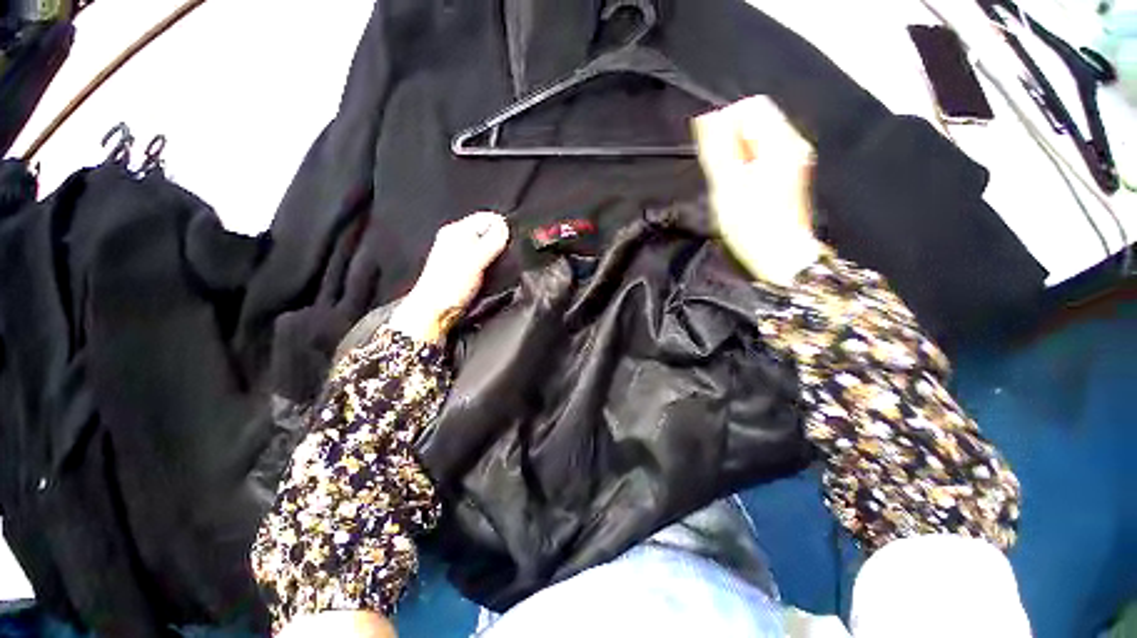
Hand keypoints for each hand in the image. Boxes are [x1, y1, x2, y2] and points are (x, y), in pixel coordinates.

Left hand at [390, 211, 509, 342]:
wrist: (436, 311)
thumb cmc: (449, 286)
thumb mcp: (475, 260)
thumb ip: (491, 241)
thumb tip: (505, 225)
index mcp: (457, 231)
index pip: (487, 217)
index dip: (502, 227)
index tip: (508, 243)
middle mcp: (459, 239)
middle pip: (489, 231)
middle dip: (500, 241)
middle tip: (502, 257)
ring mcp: (462, 254)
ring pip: (489, 246)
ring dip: (497, 254)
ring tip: (496, 267)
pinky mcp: (467, 268)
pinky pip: (486, 259)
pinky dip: (493, 264)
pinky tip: (492, 273)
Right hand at [693, 95, 822, 286]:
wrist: (779, 255)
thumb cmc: (752, 225)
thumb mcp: (727, 187)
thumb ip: (717, 149)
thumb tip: (707, 118)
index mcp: (779, 143)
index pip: (750, 107)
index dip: (725, 122)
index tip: (712, 151)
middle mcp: (791, 144)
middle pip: (755, 120)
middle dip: (730, 139)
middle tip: (719, 171)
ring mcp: (792, 159)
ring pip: (756, 139)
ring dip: (736, 153)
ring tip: (727, 181)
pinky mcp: (787, 173)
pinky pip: (761, 154)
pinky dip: (745, 163)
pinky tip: (738, 186)